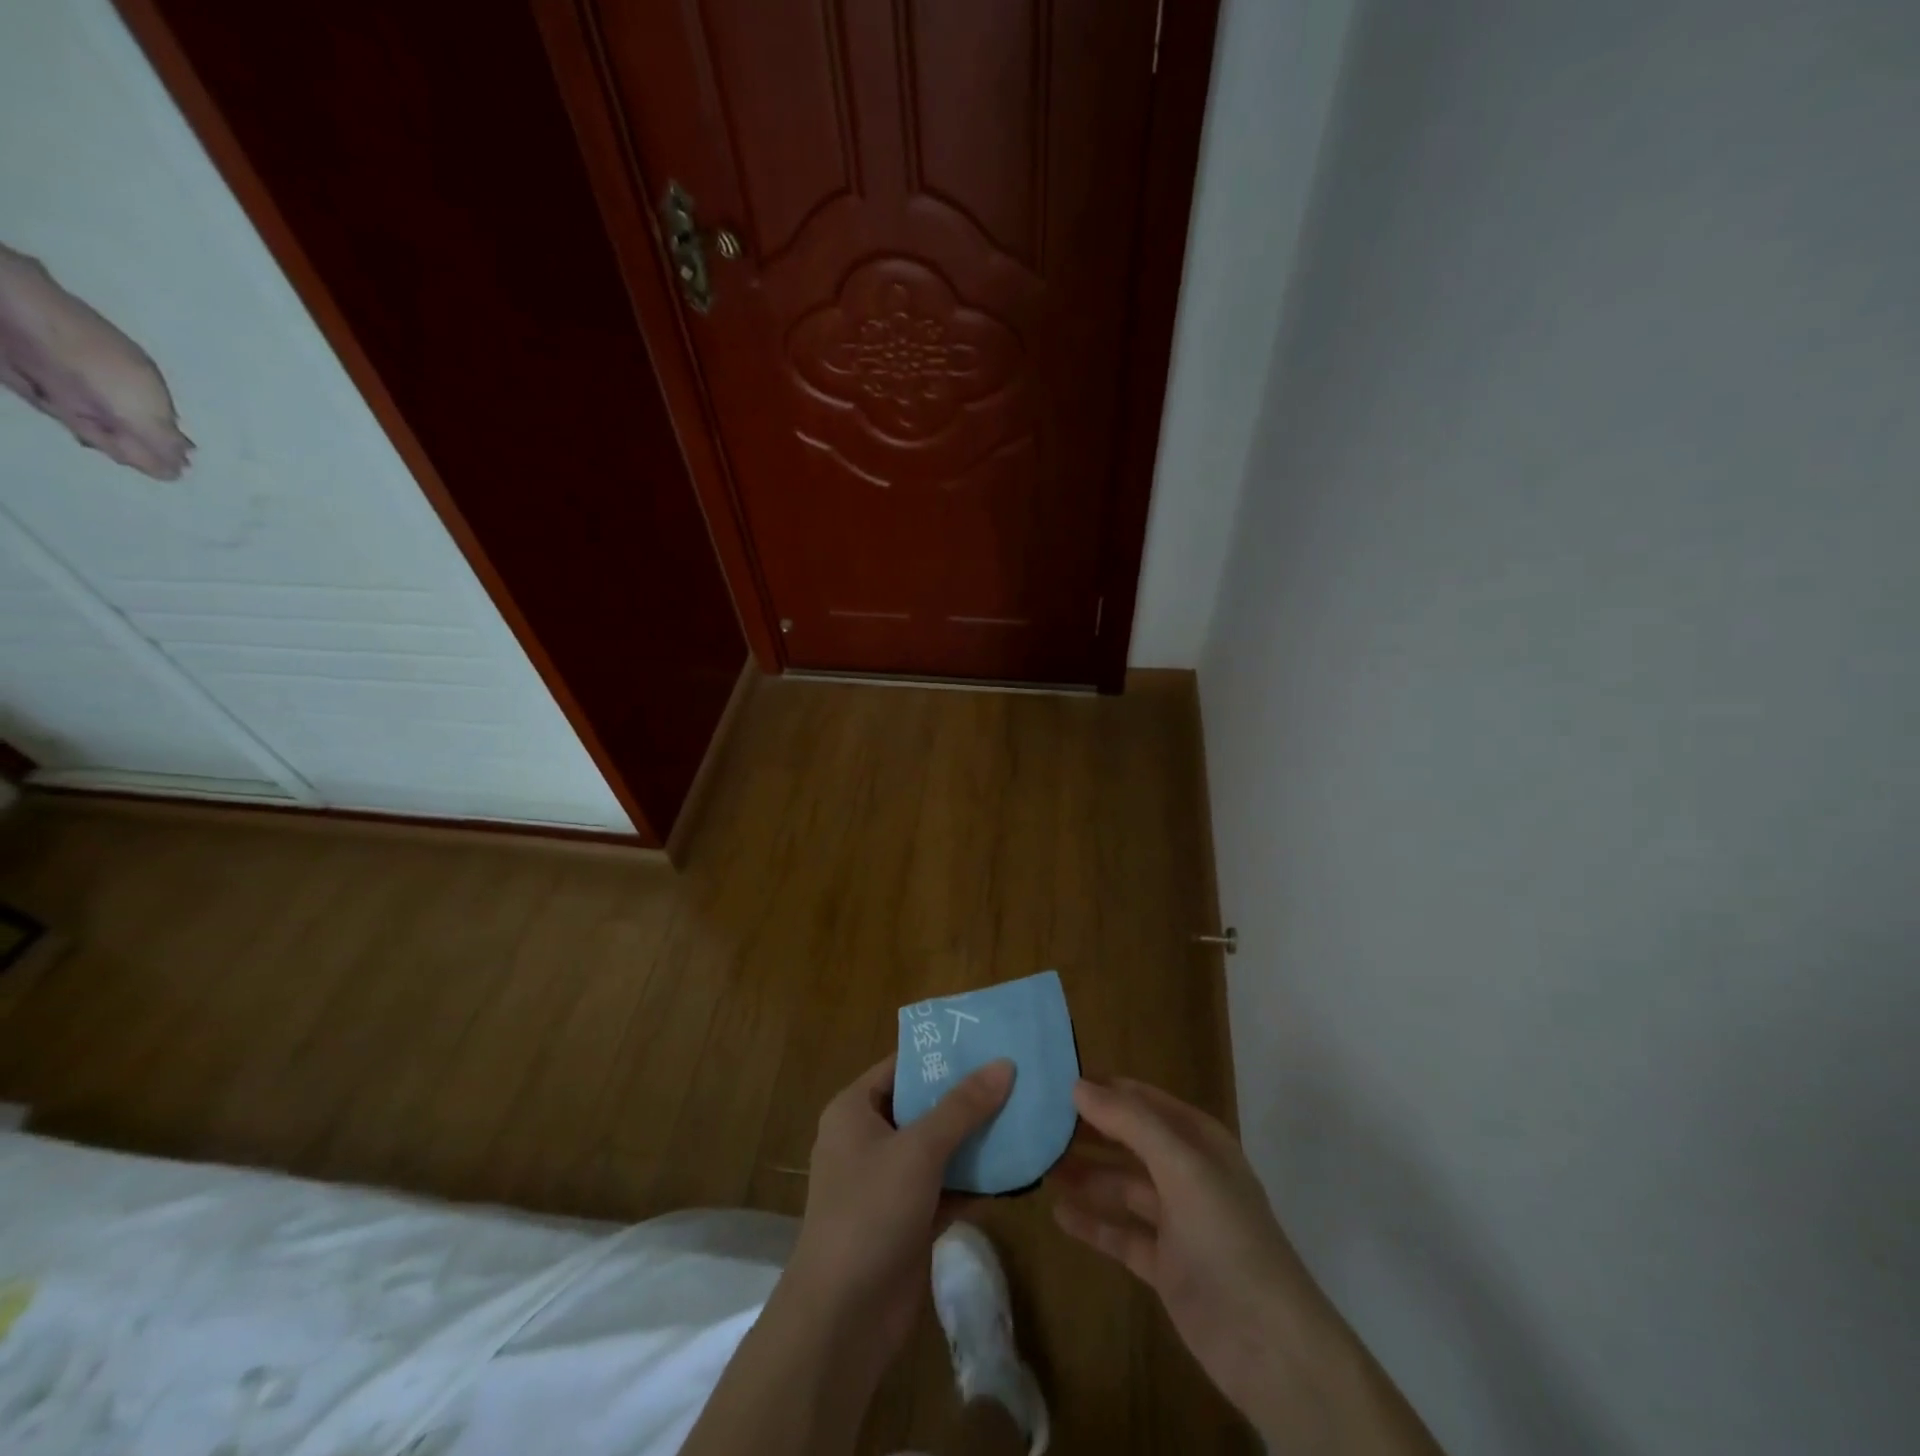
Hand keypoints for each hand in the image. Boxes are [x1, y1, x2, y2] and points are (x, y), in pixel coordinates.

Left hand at [788, 1054, 1014, 1354]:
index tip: (988, 1041)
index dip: (943, 1054)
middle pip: (924, 1105)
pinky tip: (1017, 1170)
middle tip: (1016, 1076)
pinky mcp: (908, 1219)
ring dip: (976, 1139)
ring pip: (938, 1148)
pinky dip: (975, 1180)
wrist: (842, 1320)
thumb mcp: (919, 1150)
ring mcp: (887, 1182)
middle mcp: (868, 1139)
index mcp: (855, 1110)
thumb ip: (963, 1107)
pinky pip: (946, 1186)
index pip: (902, 1066)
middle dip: (968, 1096)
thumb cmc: (870, 1212)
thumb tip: (1004, 1063)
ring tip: (1025, 1115)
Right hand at [1049, 1078, 1322, 1436]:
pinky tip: (1058, 1213)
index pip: (1142, 1099)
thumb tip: (1077, 1084)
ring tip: (1038, 1165)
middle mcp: (1186, 1172)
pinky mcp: (1164, 1265)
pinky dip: (1092, 1222)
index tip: (1053, 1082)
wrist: (1269, 1346)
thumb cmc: (1226, 1237)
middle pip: (1128, 1141)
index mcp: (1198, 1140)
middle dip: (1087, 1131)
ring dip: (1085, 1175)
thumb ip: (1130, 1122)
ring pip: (1121, 1186)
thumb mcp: (1181, 1166)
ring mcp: (1176, 1221)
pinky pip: (1120, 1233)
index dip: (1102, 1089)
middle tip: (1036, 1124)